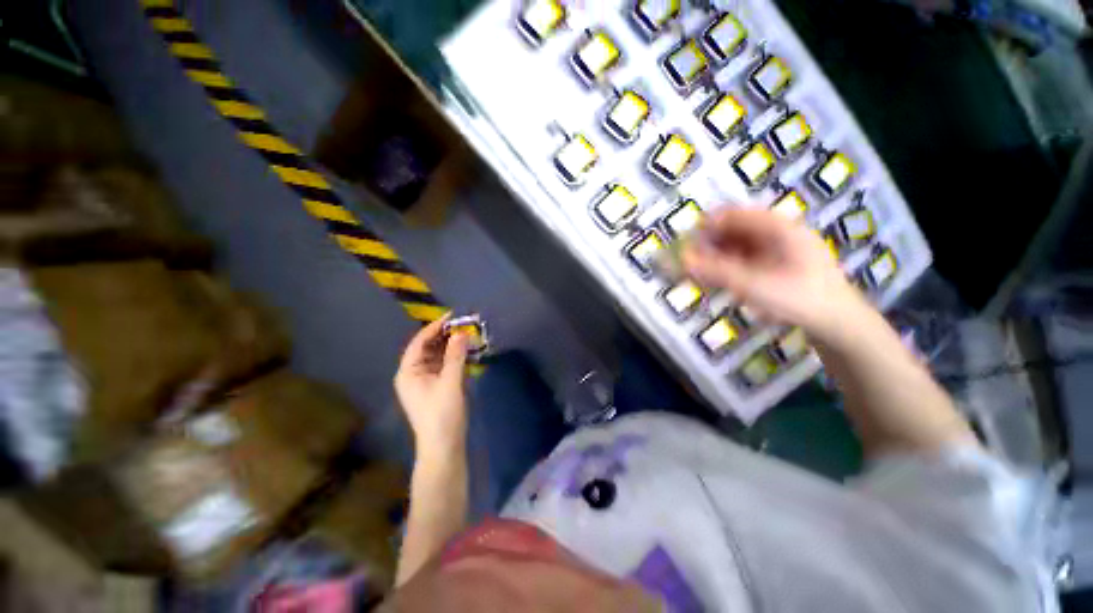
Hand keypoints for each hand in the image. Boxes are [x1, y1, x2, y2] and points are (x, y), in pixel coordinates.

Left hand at [394, 316, 470, 455]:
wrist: (444, 446)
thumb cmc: (442, 414)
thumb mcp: (450, 382)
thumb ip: (456, 356)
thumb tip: (462, 332)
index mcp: (408, 372)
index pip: (420, 342)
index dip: (435, 327)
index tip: (453, 315)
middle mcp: (414, 373)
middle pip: (428, 347)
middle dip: (445, 335)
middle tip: (464, 323)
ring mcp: (425, 380)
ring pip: (438, 355)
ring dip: (452, 345)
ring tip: (468, 333)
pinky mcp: (437, 386)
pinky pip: (445, 365)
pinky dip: (455, 356)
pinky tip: (467, 350)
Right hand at [684, 206, 865, 337]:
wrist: (838, 322)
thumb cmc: (799, 298)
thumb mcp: (753, 284)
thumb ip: (715, 271)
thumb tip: (682, 260)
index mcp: (777, 227)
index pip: (733, 214)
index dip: (706, 226)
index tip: (685, 244)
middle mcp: (777, 232)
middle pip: (734, 229)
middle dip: (708, 244)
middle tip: (690, 263)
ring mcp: (779, 248)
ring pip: (737, 244)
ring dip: (716, 256)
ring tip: (702, 274)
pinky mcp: (777, 263)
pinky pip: (745, 257)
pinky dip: (728, 265)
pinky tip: (720, 279)